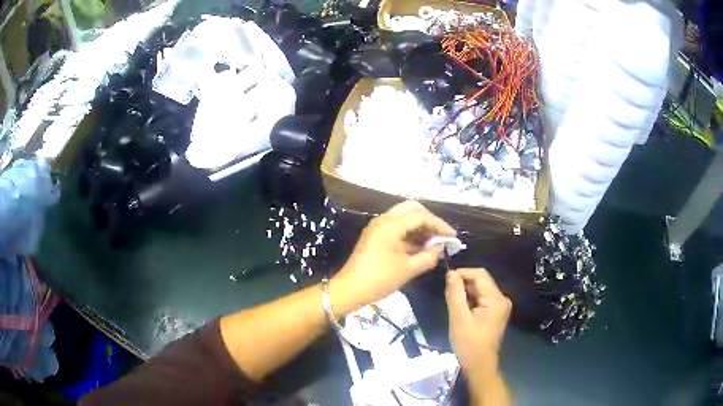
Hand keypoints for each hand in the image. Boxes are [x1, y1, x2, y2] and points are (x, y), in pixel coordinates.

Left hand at [333, 201, 455, 307]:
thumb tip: (441, 248)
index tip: (452, 236)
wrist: (350, 289)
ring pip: (404, 218)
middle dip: (429, 220)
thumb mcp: (408, 269)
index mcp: (391, 224)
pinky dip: (410, 234)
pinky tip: (421, 248)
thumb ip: (429, 256)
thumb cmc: (379, 279)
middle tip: (441, 235)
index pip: (421, 216)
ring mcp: (378, 227)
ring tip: (434, 244)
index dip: (439, 225)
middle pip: (411, 209)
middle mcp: (384, 220)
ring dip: (420, 227)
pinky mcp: (375, 236)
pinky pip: (397, 228)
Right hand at [446, 268, 511, 379]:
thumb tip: (451, 273)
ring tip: (452, 303)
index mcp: (496, 299)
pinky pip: (482, 299)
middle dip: (464, 284)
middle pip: (481, 281)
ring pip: (481, 290)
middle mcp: (501, 299)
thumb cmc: (469, 343)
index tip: (446, 280)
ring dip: (466, 293)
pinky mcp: (495, 313)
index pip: (480, 275)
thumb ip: (455, 294)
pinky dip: (471, 301)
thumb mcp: (459, 318)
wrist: (479, 365)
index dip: (463, 273)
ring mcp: (500, 306)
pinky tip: (461, 310)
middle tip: (447, 294)